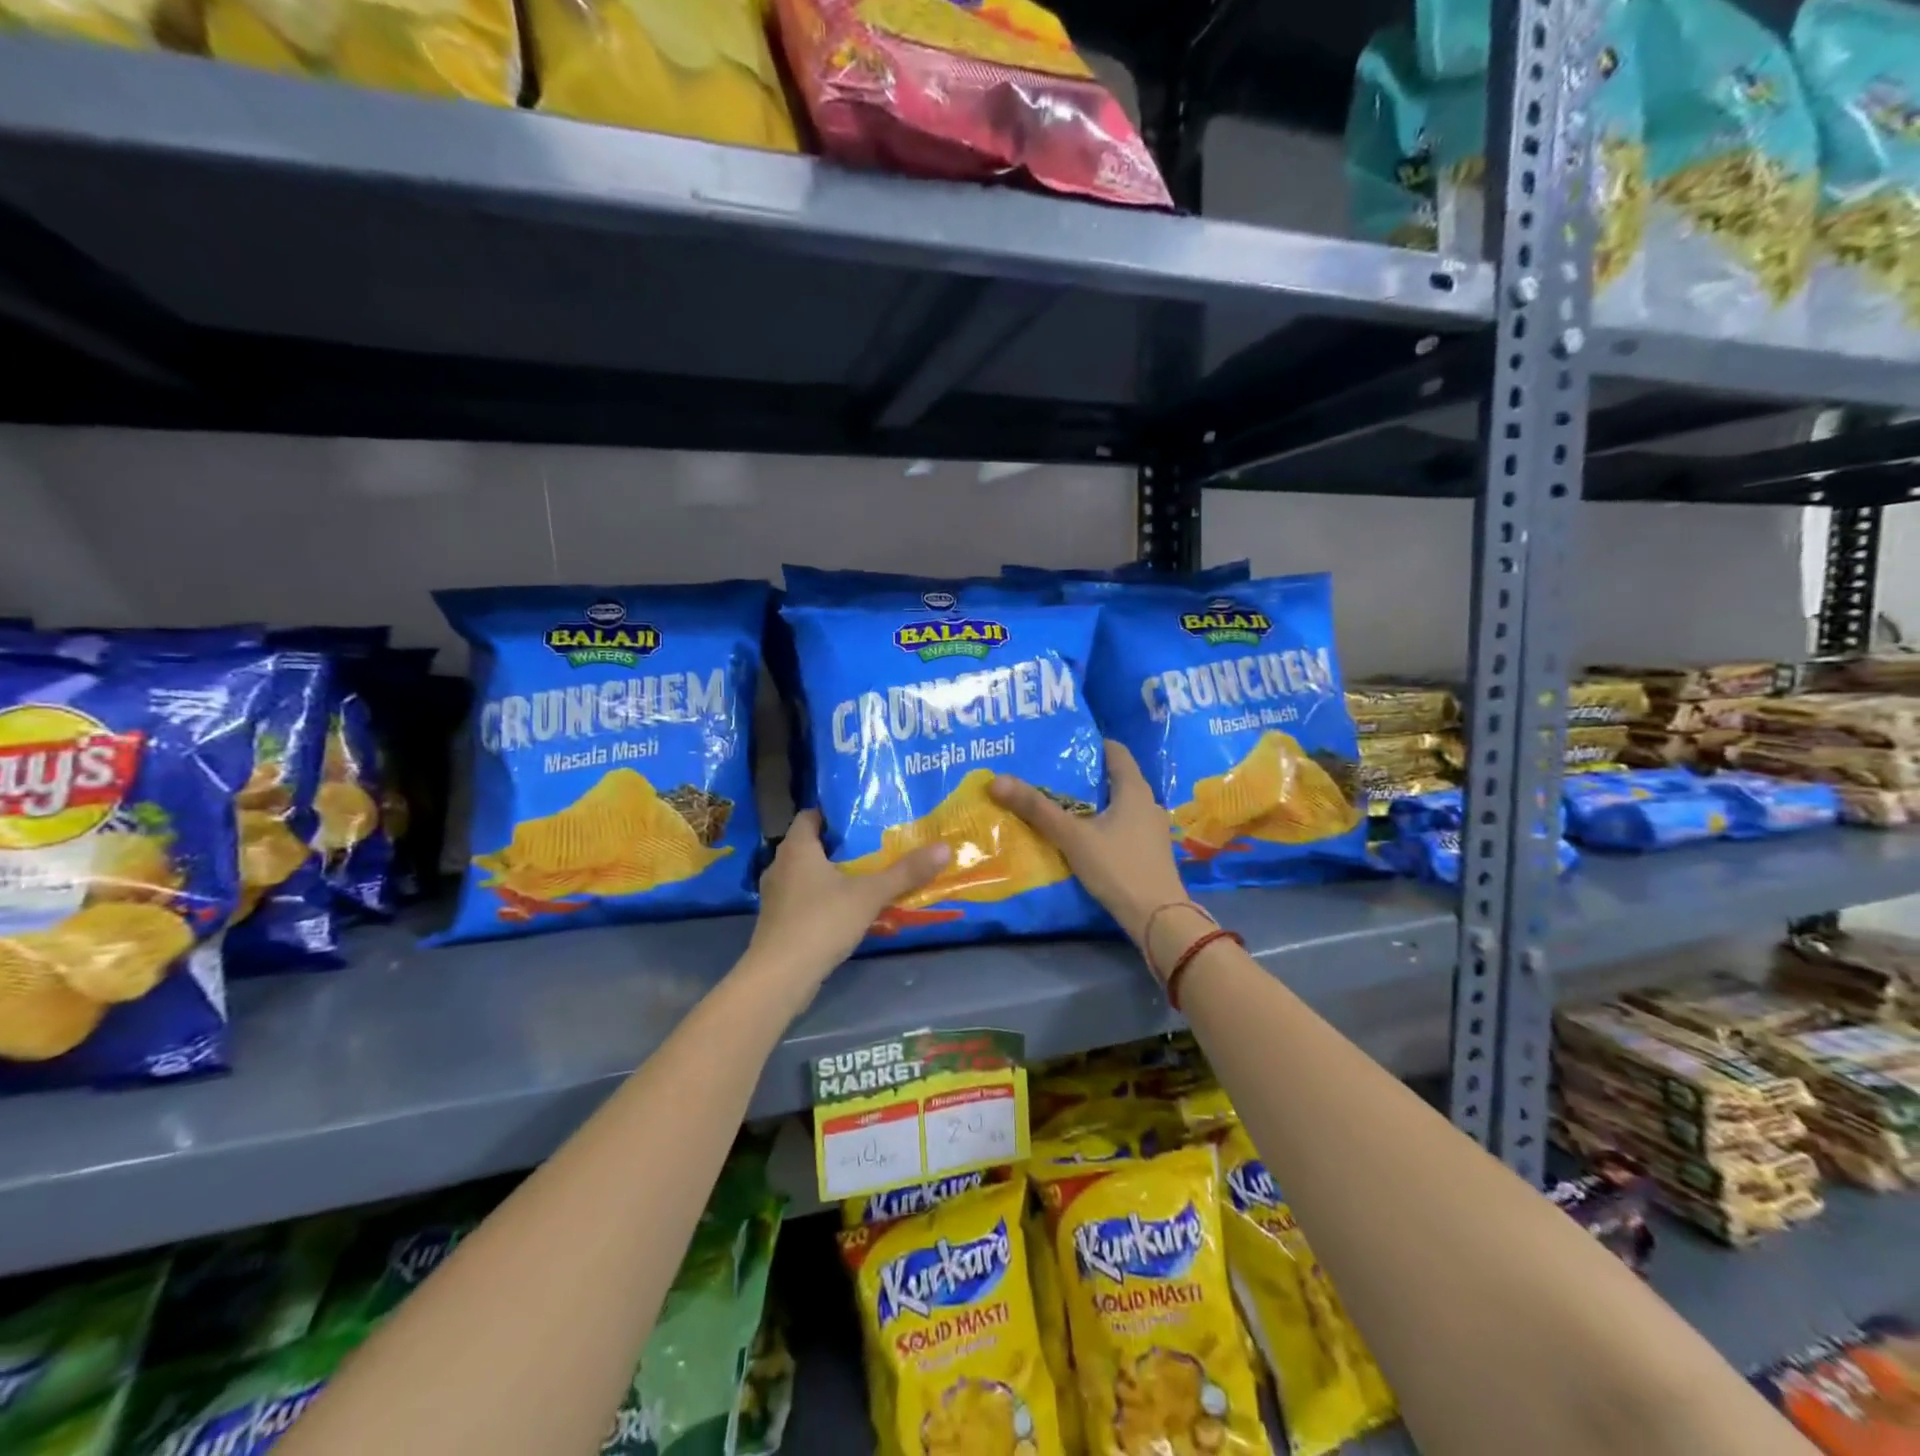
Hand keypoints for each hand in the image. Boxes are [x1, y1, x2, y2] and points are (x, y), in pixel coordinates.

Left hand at [744, 810, 951, 989]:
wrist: (780, 976)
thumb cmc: (821, 922)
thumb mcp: (869, 894)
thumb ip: (905, 872)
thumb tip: (944, 848)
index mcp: (797, 848)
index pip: (810, 816)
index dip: (833, 814)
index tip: (861, 817)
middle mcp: (780, 865)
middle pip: (809, 845)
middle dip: (838, 845)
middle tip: (872, 845)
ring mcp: (775, 896)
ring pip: (805, 874)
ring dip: (830, 874)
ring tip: (863, 876)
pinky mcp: (777, 921)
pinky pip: (802, 899)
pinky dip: (821, 898)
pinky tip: (845, 909)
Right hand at [989, 740, 1186, 945]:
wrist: (1158, 918)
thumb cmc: (1117, 867)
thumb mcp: (1072, 836)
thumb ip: (1036, 808)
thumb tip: (996, 780)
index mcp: (1134, 789)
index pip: (1115, 751)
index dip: (1089, 744)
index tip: (1061, 746)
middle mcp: (1148, 802)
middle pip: (1114, 778)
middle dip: (1084, 776)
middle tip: (1051, 775)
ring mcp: (1151, 829)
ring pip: (1118, 804)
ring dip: (1092, 803)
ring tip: (1061, 805)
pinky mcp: (1149, 851)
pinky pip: (1122, 826)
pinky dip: (1102, 824)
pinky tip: (1082, 836)